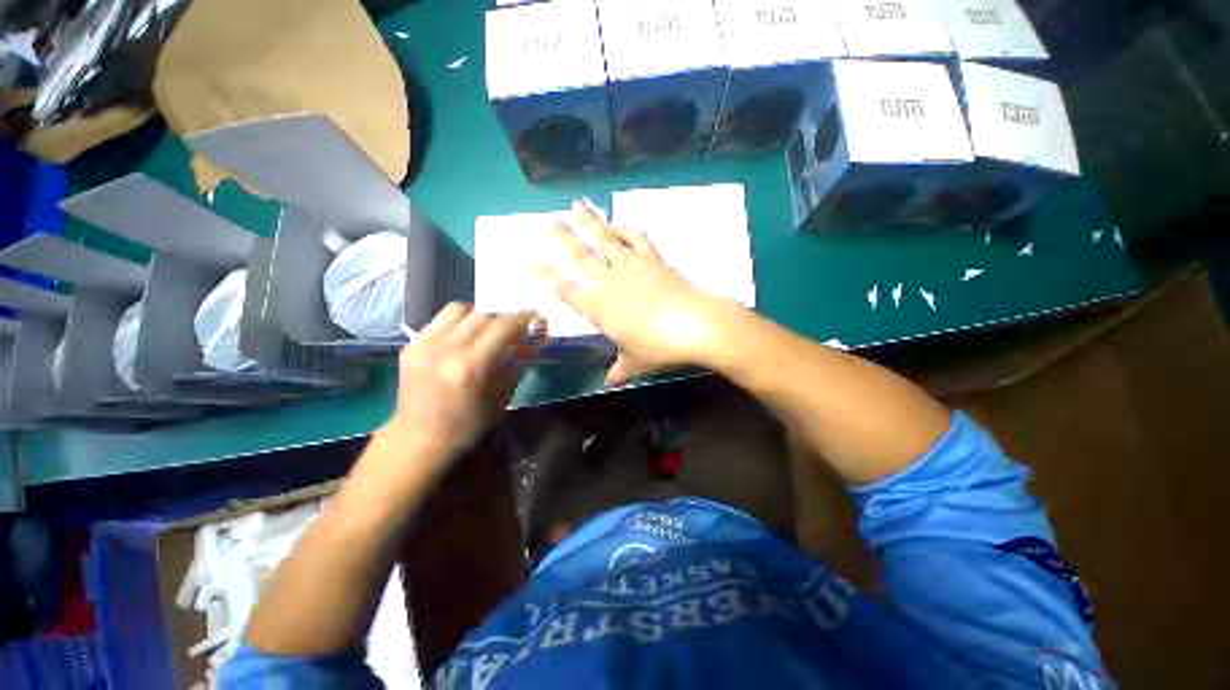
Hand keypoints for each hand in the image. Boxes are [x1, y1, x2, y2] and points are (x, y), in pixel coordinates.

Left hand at [385, 303, 543, 463]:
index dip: (523, 319)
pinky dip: (455, 325)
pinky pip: (439, 321)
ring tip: (483, 330)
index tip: (534, 318)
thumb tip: (533, 339)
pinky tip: (460, 339)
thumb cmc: (465, 427)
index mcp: (470, 366)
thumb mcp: (498, 400)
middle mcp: (446, 347)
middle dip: (502, 317)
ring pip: (459, 309)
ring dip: (476, 315)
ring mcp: (425, 343)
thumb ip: (516, 365)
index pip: (503, 326)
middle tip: (511, 327)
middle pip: (483, 314)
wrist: (419, 437)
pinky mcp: (412, 343)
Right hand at [539, 202, 740, 384]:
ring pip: (604, 238)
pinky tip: (619, 223)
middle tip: (548, 220)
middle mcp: (609, 281)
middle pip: (580, 255)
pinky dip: (626, 228)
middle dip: (562, 237)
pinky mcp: (652, 258)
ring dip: (589, 221)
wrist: (695, 324)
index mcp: (598, 307)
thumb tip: (608, 381)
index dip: (547, 275)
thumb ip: (619, 369)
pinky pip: (636, 238)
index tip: (532, 260)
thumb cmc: (659, 348)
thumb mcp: (635, 363)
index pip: (566, 289)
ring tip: (576, 205)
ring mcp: (631, 265)